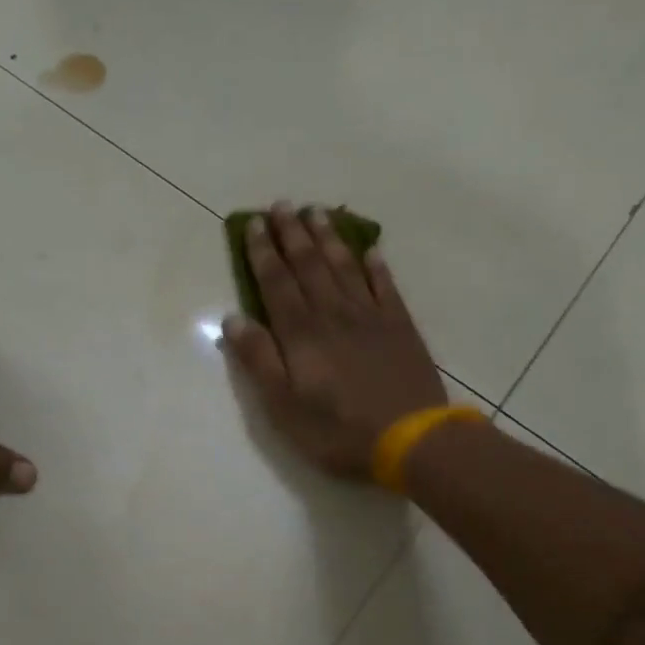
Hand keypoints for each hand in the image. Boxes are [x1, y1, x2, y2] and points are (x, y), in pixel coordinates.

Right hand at [223, 202, 446, 480]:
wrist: (410, 440)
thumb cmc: (336, 429)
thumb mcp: (282, 405)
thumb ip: (259, 360)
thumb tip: (233, 319)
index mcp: (301, 333)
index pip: (276, 283)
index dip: (263, 252)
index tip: (253, 224)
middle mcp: (333, 313)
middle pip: (309, 265)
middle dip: (292, 234)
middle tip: (281, 204)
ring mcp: (371, 317)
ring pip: (344, 267)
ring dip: (328, 239)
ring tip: (316, 212)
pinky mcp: (400, 327)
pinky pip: (385, 286)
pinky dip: (375, 265)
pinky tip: (369, 250)